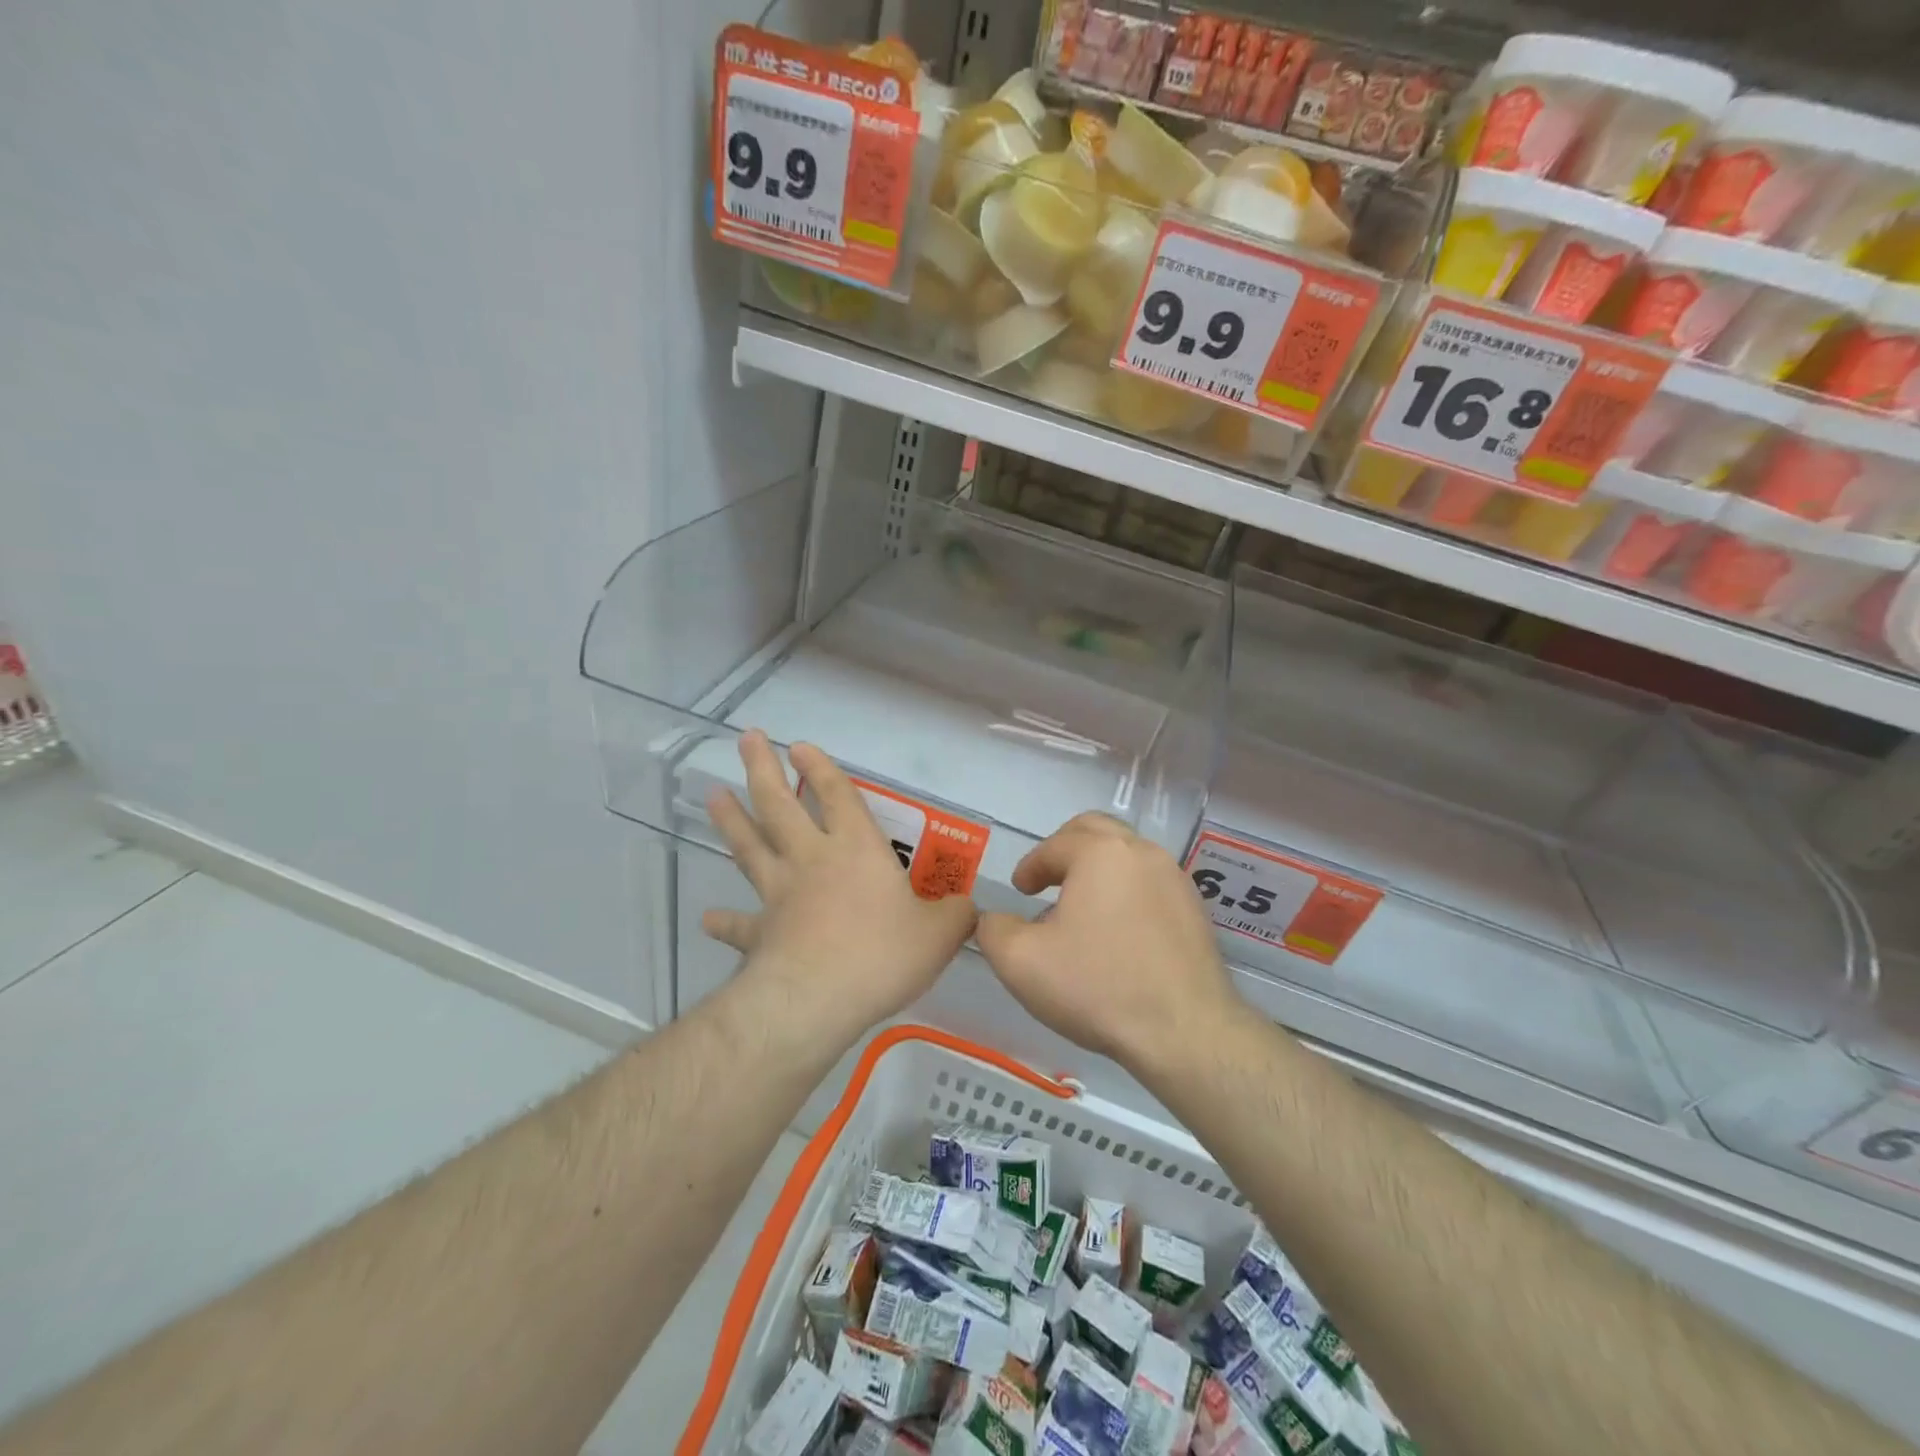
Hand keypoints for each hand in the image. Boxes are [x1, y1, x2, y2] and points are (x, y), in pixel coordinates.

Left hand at [702, 731, 977, 1041]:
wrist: (817, 1000)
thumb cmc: (882, 955)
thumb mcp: (940, 934)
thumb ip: (957, 915)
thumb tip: (969, 908)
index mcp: (856, 849)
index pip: (836, 795)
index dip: (820, 768)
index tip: (799, 746)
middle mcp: (812, 860)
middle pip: (779, 805)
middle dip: (763, 769)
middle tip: (747, 740)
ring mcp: (779, 894)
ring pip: (750, 847)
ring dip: (732, 821)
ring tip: (714, 795)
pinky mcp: (759, 934)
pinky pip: (739, 924)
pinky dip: (724, 920)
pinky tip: (709, 917)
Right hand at [975, 813, 1239, 1073]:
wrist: (1185, 1032)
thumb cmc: (1098, 986)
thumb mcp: (1021, 962)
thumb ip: (994, 930)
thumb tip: (995, 920)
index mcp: (1100, 853)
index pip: (1054, 845)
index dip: (1030, 866)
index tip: (1020, 890)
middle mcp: (1142, 852)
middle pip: (1096, 831)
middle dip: (1066, 850)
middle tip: (1048, 879)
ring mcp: (1175, 879)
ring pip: (1127, 856)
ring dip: (1097, 871)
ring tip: (1080, 910)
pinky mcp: (1195, 910)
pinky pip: (1150, 884)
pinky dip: (1126, 893)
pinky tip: (1116, 933)